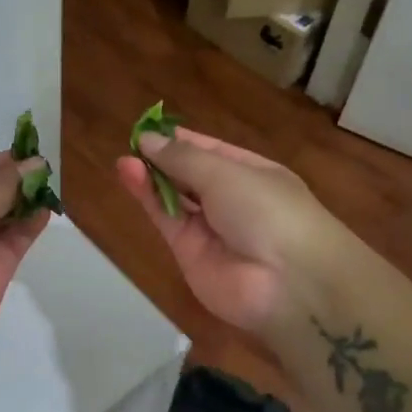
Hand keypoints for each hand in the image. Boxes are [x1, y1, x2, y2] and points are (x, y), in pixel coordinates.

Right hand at [116, 129, 340, 338]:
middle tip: (131, 144)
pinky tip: (129, 174)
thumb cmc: (267, 210)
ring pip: (174, 197)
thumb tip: (148, 139)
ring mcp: (210, 228)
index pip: (211, 150)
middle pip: (190, 175)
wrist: (287, 283)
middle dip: (163, 159)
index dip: (181, 140)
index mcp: (253, 173)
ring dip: (151, 178)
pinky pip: (167, 219)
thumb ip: (182, 158)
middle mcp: (231, 199)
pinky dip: (148, 198)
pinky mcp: (189, 252)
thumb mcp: (226, 173)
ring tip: (124, 160)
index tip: (149, 128)